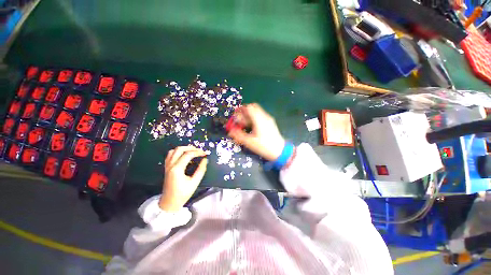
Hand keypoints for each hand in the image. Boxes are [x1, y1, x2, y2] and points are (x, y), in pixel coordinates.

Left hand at [159, 146, 207, 211]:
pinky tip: (184, 155)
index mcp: (177, 169)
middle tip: (199, 151)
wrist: (169, 203)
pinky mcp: (166, 168)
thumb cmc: (182, 194)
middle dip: (190, 148)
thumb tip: (205, 160)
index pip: (188, 154)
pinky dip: (177, 152)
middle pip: (179, 149)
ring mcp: (167, 166)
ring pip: (173, 151)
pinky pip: (170, 155)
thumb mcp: (194, 182)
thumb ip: (201, 170)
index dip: (197, 152)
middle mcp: (170, 165)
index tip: (205, 153)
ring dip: (183, 148)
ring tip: (192, 151)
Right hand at [228, 103, 284, 160]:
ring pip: (257, 112)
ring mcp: (268, 119)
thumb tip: (230, 131)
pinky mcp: (270, 123)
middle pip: (253, 108)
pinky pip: (260, 116)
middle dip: (244, 112)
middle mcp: (264, 117)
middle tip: (240, 121)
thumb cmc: (264, 146)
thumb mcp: (249, 142)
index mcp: (259, 119)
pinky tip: (252, 127)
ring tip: (244, 125)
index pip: (249, 107)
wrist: (280, 151)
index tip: (236, 116)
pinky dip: (254, 118)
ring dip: (249, 116)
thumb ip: (238, 135)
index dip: (240, 110)